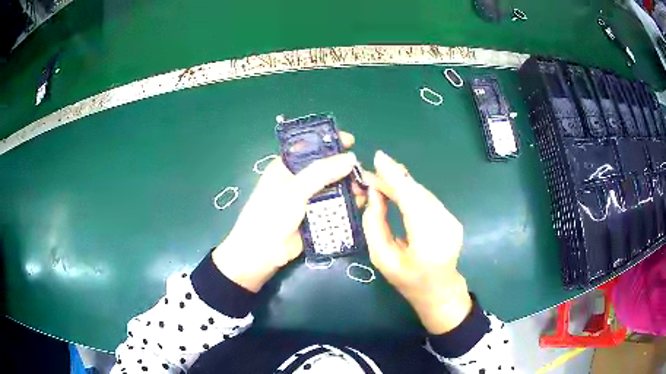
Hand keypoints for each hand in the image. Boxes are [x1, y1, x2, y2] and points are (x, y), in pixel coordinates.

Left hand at [212, 133, 361, 291]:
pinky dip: (347, 204)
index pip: (311, 147)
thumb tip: (351, 158)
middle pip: (326, 168)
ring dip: (348, 187)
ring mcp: (307, 199)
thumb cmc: (272, 214)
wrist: (261, 253)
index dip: (330, 142)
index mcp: (287, 166)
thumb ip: (322, 172)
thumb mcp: (295, 189)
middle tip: (362, 173)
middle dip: (344, 169)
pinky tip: (360, 203)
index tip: (351, 141)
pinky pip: (334, 207)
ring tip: (365, 189)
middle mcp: (298, 180)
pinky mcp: (315, 217)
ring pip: (333, 188)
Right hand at [362, 150, 471, 333]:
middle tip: (370, 173)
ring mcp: (452, 221)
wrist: (439, 290)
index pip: (411, 201)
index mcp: (427, 242)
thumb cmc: (407, 280)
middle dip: (393, 179)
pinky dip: (411, 192)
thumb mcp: (382, 258)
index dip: (394, 177)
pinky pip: (427, 199)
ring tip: (379, 181)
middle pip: (417, 193)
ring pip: (423, 193)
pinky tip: (397, 191)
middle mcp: (445, 227)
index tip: (378, 158)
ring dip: (401, 185)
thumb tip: (373, 193)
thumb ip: (375, 224)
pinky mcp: (453, 218)